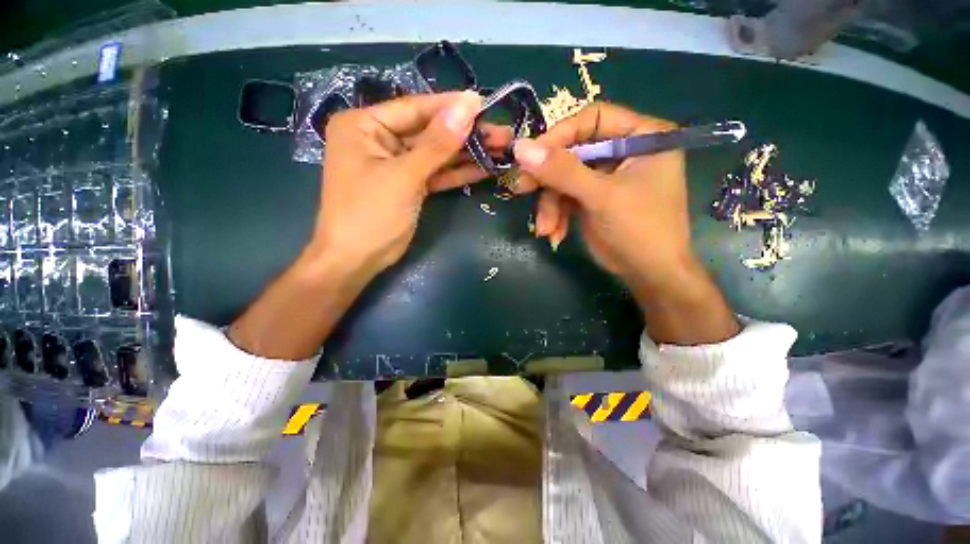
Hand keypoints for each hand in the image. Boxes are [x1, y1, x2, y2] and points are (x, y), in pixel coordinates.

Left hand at [229, 91, 511, 358]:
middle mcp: (379, 139)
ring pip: (436, 155)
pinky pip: (436, 174)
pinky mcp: (410, 186)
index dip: (451, 107)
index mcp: (364, 125)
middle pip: (430, 132)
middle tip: (502, 132)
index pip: (415, 108)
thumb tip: (468, 105)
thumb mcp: (404, 176)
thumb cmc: (370, 214)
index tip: (484, 104)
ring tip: (501, 149)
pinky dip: (457, 173)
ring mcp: (396, 164)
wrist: (357, 260)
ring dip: (467, 154)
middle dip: (465, 134)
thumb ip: (437, 143)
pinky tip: (483, 168)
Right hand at [512, 103, 738, 343]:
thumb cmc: (639, 229)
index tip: (531, 156)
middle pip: (573, 151)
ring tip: (545, 229)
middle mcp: (623, 152)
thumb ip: (562, 171)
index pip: (593, 118)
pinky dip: (556, 216)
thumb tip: (521, 148)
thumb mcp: (601, 197)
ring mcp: (605, 177)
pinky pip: (565, 198)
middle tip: (522, 190)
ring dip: (550, 206)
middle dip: (548, 178)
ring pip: (564, 180)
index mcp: (642, 136)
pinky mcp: (592, 199)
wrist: (649, 275)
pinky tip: (554, 234)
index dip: (560, 135)